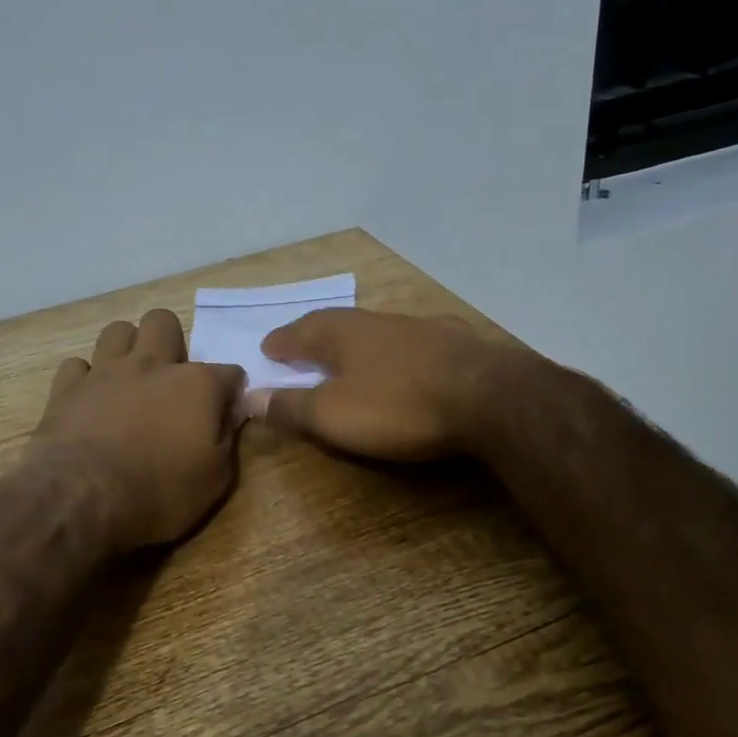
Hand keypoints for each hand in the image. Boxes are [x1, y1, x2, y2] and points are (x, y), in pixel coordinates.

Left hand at [30, 308, 246, 549]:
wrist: (83, 500)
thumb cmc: (159, 493)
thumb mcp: (214, 479)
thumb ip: (227, 438)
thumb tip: (230, 415)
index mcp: (197, 384)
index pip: (229, 372)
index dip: (231, 392)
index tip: (225, 414)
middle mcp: (152, 364)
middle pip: (164, 323)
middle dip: (172, 342)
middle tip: (171, 381)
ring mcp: (105, 372)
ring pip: (117, 330)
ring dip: (127, 349)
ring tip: (130, 381)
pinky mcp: (67, 388)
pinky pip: (77, 365)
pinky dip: (86, 378)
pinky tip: (91, 399)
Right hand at [246, 309, 505, 461]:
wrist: (487, 398)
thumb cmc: (398, 406)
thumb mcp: (333, 415)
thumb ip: (291, 406)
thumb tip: (249, 396)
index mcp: (342, 334)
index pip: (300, 332)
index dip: (281, 343)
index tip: (267, 350)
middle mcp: (377, 321)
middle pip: (336, 324)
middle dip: (314, 334)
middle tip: (298, 345)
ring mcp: (419, 328)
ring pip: (374, 329)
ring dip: (354, 341)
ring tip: (344, 353)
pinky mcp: (454, 343)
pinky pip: (409, 341)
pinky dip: (392, 350)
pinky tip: (401, 356)